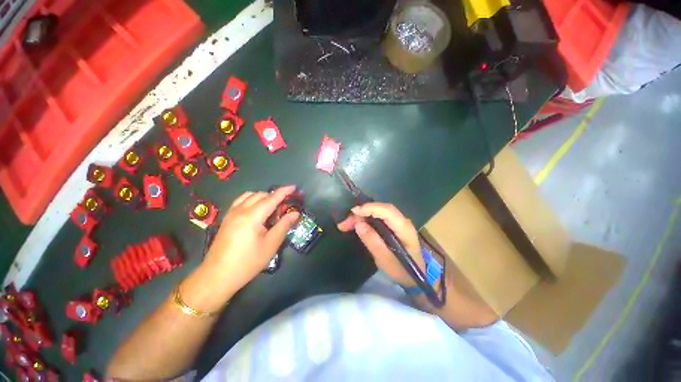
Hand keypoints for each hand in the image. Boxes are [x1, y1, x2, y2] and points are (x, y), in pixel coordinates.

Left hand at [201, 186, 299, 290]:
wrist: (217, 276)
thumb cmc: (248, 262)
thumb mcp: (271, 245)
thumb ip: (284, 225)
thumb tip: (295, 213)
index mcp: (252, 216)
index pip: (271, 198)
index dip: (284, 191)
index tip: (294, 187)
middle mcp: (240, 210)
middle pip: (260, 195)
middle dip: (274, 196)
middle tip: (285, 207)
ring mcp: (231, 214)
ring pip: (249, 196)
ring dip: (263, 197)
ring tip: (272, 208)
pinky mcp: (226, 219)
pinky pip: (241, 202)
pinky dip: (252, 200)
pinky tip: (256, 211)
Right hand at [337, 203, 423, 286]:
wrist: (416, 278)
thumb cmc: (402, 271)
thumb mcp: (385, 260)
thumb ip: (373, 241)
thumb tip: (359, 224)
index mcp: (404, 228)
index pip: (387, 211)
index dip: (370, 208)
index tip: (353, 212)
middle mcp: (402, 221)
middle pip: (380, 209)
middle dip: (361, 212)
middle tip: (344, 223)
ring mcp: (398, 222)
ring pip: (378, 211)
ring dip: (362, 215)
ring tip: (346, 224)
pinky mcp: (393, 226)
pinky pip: (378, 217)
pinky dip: (366, 218)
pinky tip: (357, 223)